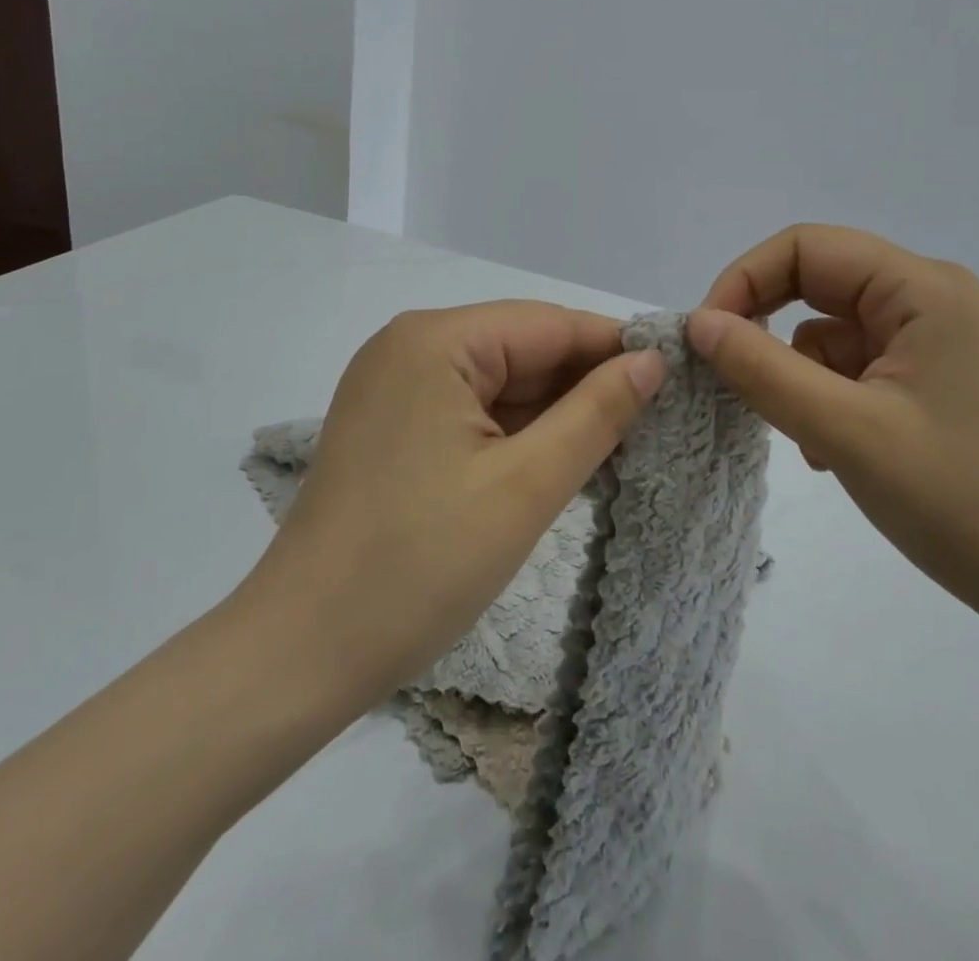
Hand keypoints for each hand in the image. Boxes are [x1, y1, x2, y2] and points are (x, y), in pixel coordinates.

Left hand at [234, 301, 665, 715]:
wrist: (301, 654)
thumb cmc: (419, 566)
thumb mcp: (525, 487)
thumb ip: (596, 414)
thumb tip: (651, 362)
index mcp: (435, 341)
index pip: (548, 324)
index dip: (614, 348)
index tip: (676, 376)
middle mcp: (409, 347)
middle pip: (520, 349)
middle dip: (584, 384)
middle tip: (657, 420)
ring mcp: (394, 387)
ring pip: (498, 382)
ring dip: (553, 412)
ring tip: (622, 444)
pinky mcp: (391, 426)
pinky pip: (470, 411)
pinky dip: (516, 432)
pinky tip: (560, 458)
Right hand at [688, 225, 978, 641]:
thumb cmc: (960, 502)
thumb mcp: (844, 431)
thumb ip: (761, 369)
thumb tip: (698, 323)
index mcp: (923, 288)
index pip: (806, 247)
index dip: (744, 279)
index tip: (706, 337)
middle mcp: (932, 298)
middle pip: (819, 283)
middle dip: (769, 329)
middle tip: (734, 378)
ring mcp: (937, 340)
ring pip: (831, 329)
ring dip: (800, 374)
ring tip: (809, 439)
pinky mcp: (935, 379)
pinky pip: (855, 365)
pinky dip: (827, 397)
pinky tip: (834, 450)